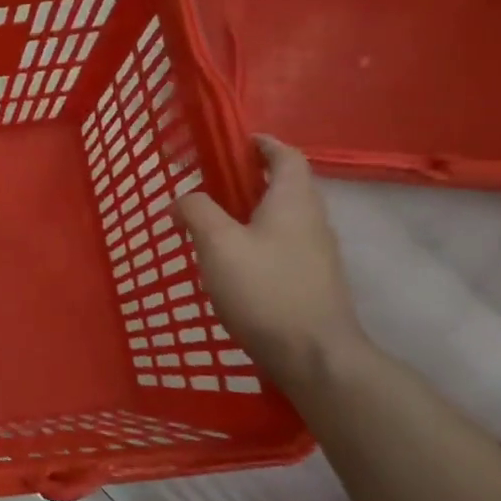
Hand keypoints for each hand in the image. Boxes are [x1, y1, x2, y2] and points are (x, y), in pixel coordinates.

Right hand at [173, 136, 365, 384]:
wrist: (315, 357)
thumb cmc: (265, 290)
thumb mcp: (217, 243)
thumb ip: (197, 211)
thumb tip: (183, 200)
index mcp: (292, 201)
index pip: (286, 156)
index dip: (262, 144)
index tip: (234, 143)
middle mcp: (312, 221)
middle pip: (285, 186)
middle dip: (250, 179)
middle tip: (210, 185)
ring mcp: (316, 254)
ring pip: (283, 218)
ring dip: (251, 212)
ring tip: (212, 224)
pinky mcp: (312, 282)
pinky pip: (282, 245)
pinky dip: (257, 240)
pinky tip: (231, 263)